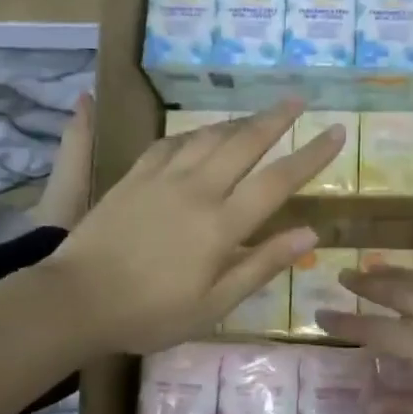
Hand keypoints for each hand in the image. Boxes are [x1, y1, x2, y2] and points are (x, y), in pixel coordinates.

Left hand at [44, 100, 343, 354]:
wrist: (76, 300)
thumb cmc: (151, 314)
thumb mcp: (214, 304)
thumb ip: (262, 265)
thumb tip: (310, 233)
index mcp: (222, 225)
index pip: (278, 181)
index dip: (311, 155)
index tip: (336, 132)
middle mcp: (197, 190)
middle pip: (244, 142)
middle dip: (276, 118)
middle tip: (298, 99)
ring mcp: (162, 179)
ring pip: (208, 136)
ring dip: (237, 121)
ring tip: (257, 115)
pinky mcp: (133, 177)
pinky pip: (170, 143)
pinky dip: (193, 134)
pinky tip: (200, 135)